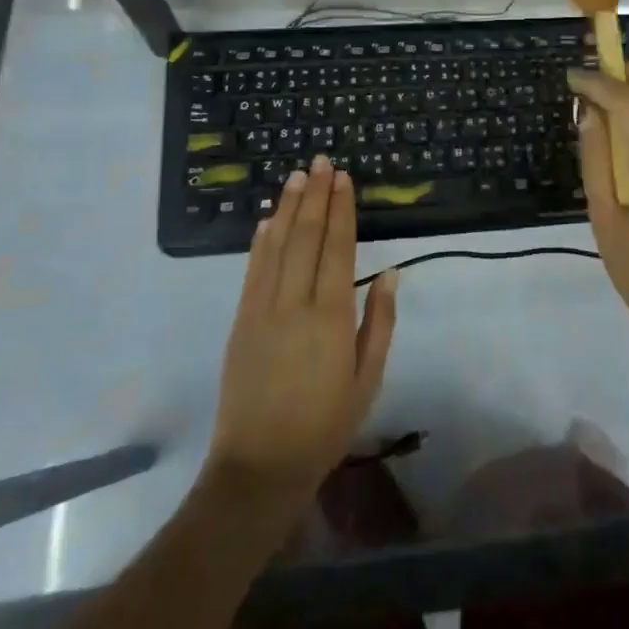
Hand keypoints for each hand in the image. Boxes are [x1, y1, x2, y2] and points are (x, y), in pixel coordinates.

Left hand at [205, 157, 398, 508]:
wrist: (260, 466)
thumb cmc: (326, 425)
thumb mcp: (368, 379)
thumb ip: (379, 322)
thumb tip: (389, 273)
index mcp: (331, 316)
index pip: (337, 248)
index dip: (340, 210)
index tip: (343, 179)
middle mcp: (294, 303)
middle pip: (306, 237)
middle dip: (315, 196)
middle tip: (321, 162)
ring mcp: (261, 310)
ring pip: (276, 246)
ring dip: (287, 208)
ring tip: (297, 176)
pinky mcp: (240, 322)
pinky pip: (252, 271)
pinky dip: (260, 241)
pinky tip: (266, 220)